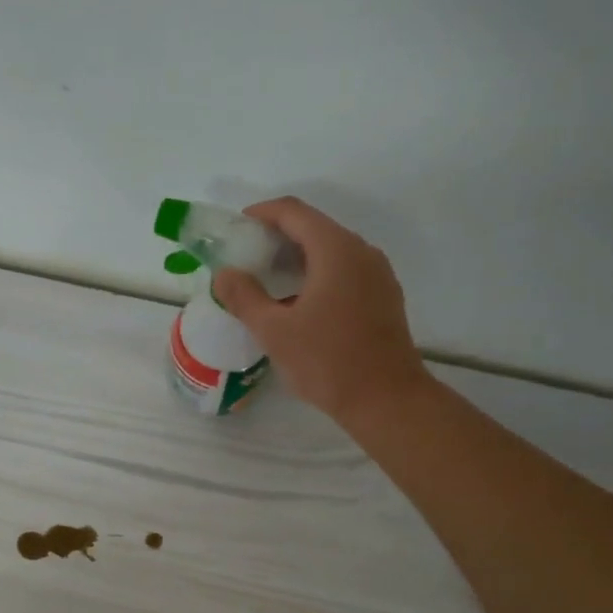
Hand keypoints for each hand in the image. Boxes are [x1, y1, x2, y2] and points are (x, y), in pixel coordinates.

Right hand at [211, 197, 427, 424]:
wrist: (387, 400)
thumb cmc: (328, 362)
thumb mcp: (275, 331)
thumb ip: (245, 297)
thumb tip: (225, 274)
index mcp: (336, 250)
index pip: (294, 212)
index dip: (262, 213)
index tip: (237, 229)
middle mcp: (362, 252)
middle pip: (314, 228)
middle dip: (278, 237)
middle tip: (247, 258)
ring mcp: (378, 275)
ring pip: (332, 252)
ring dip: (298, 259)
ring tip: (269, 282)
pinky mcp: (384, 298)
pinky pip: (346, 272)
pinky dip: (319, 275)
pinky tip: (300, 304)